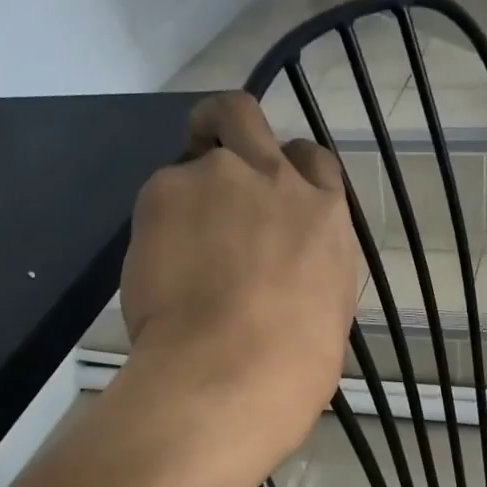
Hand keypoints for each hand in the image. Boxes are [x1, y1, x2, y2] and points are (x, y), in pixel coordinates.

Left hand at [119, 93, 357, 475]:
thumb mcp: (328, 311)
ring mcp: (219, 177)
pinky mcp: (165, 190)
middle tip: (209, 160)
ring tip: (176, 241)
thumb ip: (309, 268)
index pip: (312, 160)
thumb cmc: (293, 365)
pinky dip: (158, 223)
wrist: (231, 372)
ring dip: (187, 186)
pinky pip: (159, 195)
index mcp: (325, 215)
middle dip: (227, 127)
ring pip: (194, 152)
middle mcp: (275, 179)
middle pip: (245, 115)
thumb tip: (287, 270)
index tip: (271, 192)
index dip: (287, 171)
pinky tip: (158, 267)